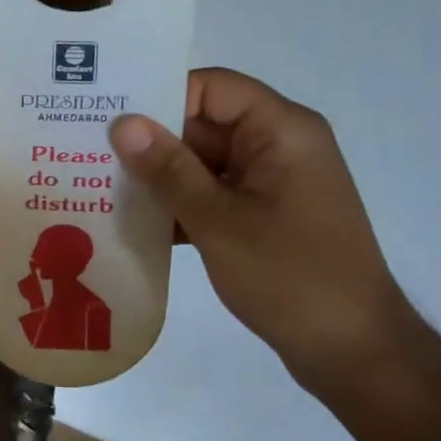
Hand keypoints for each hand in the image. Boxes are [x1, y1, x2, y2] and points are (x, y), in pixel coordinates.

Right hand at [110, 69, 415, 387]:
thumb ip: (168, 169)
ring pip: (202, 161)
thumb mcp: (219, 221)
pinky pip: (212, 192)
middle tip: (87, 149)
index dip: (160, 96)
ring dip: (159, 175)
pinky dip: (178, 203)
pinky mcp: (263, 215)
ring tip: (98, 184)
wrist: (353, 353)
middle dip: (150, 139)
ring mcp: (271, 182)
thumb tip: (122, 123)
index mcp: (282, 131)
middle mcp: (278, 145)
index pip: (211, 88)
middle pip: (203, 123)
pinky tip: (132, 221)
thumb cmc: (291, 277)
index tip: (108, 116)